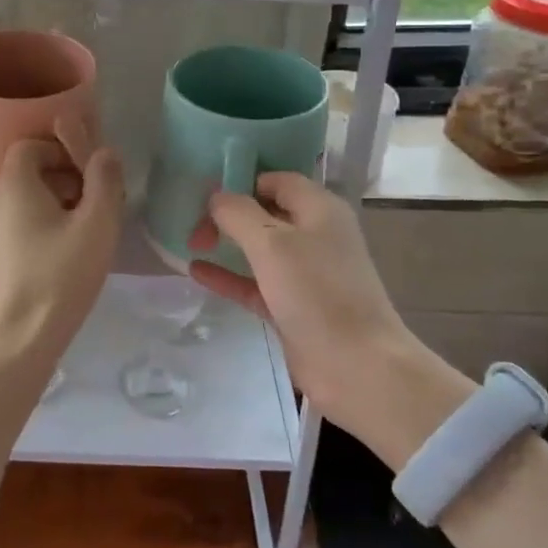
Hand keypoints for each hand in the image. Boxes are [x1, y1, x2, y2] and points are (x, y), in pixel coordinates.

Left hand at [0, 135, 124, 378]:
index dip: (61, 151)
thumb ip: (105, 181)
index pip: (29, 146)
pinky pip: (13, 231)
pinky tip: (58, 262)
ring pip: (20, 205)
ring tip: (81, 236)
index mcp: (13, 186)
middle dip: (62, 180)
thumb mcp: (97, 225)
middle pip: (26, 175)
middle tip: (93, 206)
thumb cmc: (60, 276)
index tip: (89, 176)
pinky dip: (36, 232)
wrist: (16, 342)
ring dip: (51, 207)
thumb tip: (104, 152)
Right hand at [188, 173, 470, 464]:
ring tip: (189, 243)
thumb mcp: (272, 244)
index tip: (205, 193)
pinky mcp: (292, 306)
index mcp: (319, 210)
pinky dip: (228, 275)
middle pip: (265, 212)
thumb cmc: (317, 293)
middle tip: (194, 224)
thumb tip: (216, 196)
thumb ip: (238, 214)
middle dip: (229, 214)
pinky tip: (196, 272)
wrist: (357, 367)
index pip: (276, 180)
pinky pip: (254, 282)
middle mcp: (314, 235)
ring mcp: (304, 273)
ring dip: (227, 244)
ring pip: (259, 249)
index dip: (242, 181)